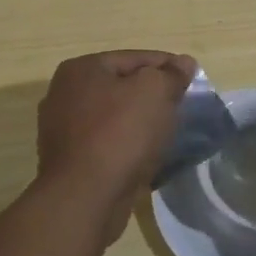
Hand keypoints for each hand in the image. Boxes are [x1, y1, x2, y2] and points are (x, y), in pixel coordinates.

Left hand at [34, 50, 196, 240]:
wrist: (85, 198)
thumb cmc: (120, 134)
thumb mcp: (155, 92)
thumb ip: (171, 75)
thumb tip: (184, 63)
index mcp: (81, 69)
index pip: (134, 58)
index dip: (167, 65)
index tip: (193, 77)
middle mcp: (65, 94)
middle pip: (122, 86)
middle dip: (152, 94)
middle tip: (181, 105)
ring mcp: (62, 129)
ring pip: (114, 117)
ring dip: (140, 121)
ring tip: (169, 131)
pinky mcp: (69, 160)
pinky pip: (107, 143)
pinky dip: (127, 145)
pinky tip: (147, 155)